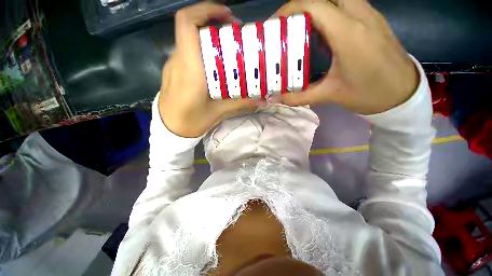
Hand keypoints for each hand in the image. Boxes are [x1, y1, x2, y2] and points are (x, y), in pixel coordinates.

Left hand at [159, 2, 256, 137]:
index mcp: (190, 68)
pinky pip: (187, 53)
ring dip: (208, 39)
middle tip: (234, 36)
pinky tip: (213, 67)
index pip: (187, 23)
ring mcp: (173, 65)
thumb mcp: (218, 112)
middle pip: (191, 28)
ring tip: (226, 52)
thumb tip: (261, 100)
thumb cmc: (192, 121)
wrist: (169, 130)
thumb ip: (240, 103)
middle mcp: (178, 60)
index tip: (227, 15)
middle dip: (213, 24)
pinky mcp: (173, 71)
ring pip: (189, 40)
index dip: (205, 10)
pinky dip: (201, 51)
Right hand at [273, 0, 418, 114]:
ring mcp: (370, 14)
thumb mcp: (330, 95)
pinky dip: (329, 11)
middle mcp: (360, 15)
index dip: (290, 9)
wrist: (403, 93)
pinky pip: (347, 4)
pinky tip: (323, 32)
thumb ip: (300, 97)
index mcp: (348, 33)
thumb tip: (278, 98)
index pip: (314, 5)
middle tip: (288, 25)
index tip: (275, 23)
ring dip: (316, 7)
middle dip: (301, 6)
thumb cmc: (369, 94)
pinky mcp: (374, 19)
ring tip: (302, 28)